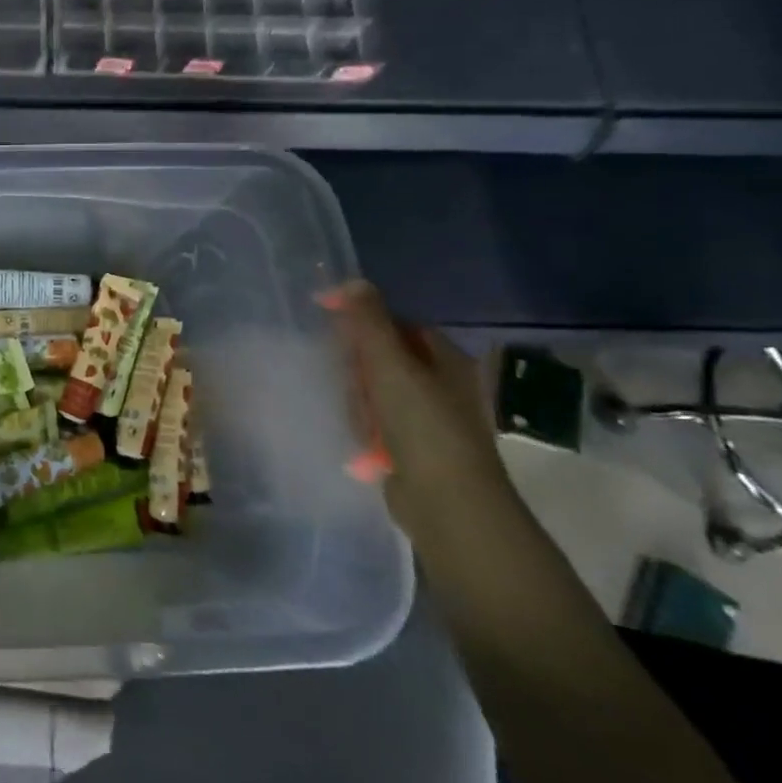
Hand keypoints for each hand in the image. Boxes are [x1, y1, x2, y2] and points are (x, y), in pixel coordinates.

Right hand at [320, 280, 513, 538]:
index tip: (334, 333)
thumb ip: (368, 321)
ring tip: (359, 420)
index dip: (365, 325)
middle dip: (359, 371)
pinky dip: (366, 428)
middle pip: (384, 360)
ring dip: (360, 403)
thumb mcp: (390, 365)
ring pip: (377, 393)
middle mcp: (442, 385)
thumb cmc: (422, 425)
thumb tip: (350, 280)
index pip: (398, 326)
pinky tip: (360, 440)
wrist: (446, 502)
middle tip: (351, 385)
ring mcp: (429, 419)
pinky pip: (378, 424)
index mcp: (446, 360)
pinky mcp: (413, 448)